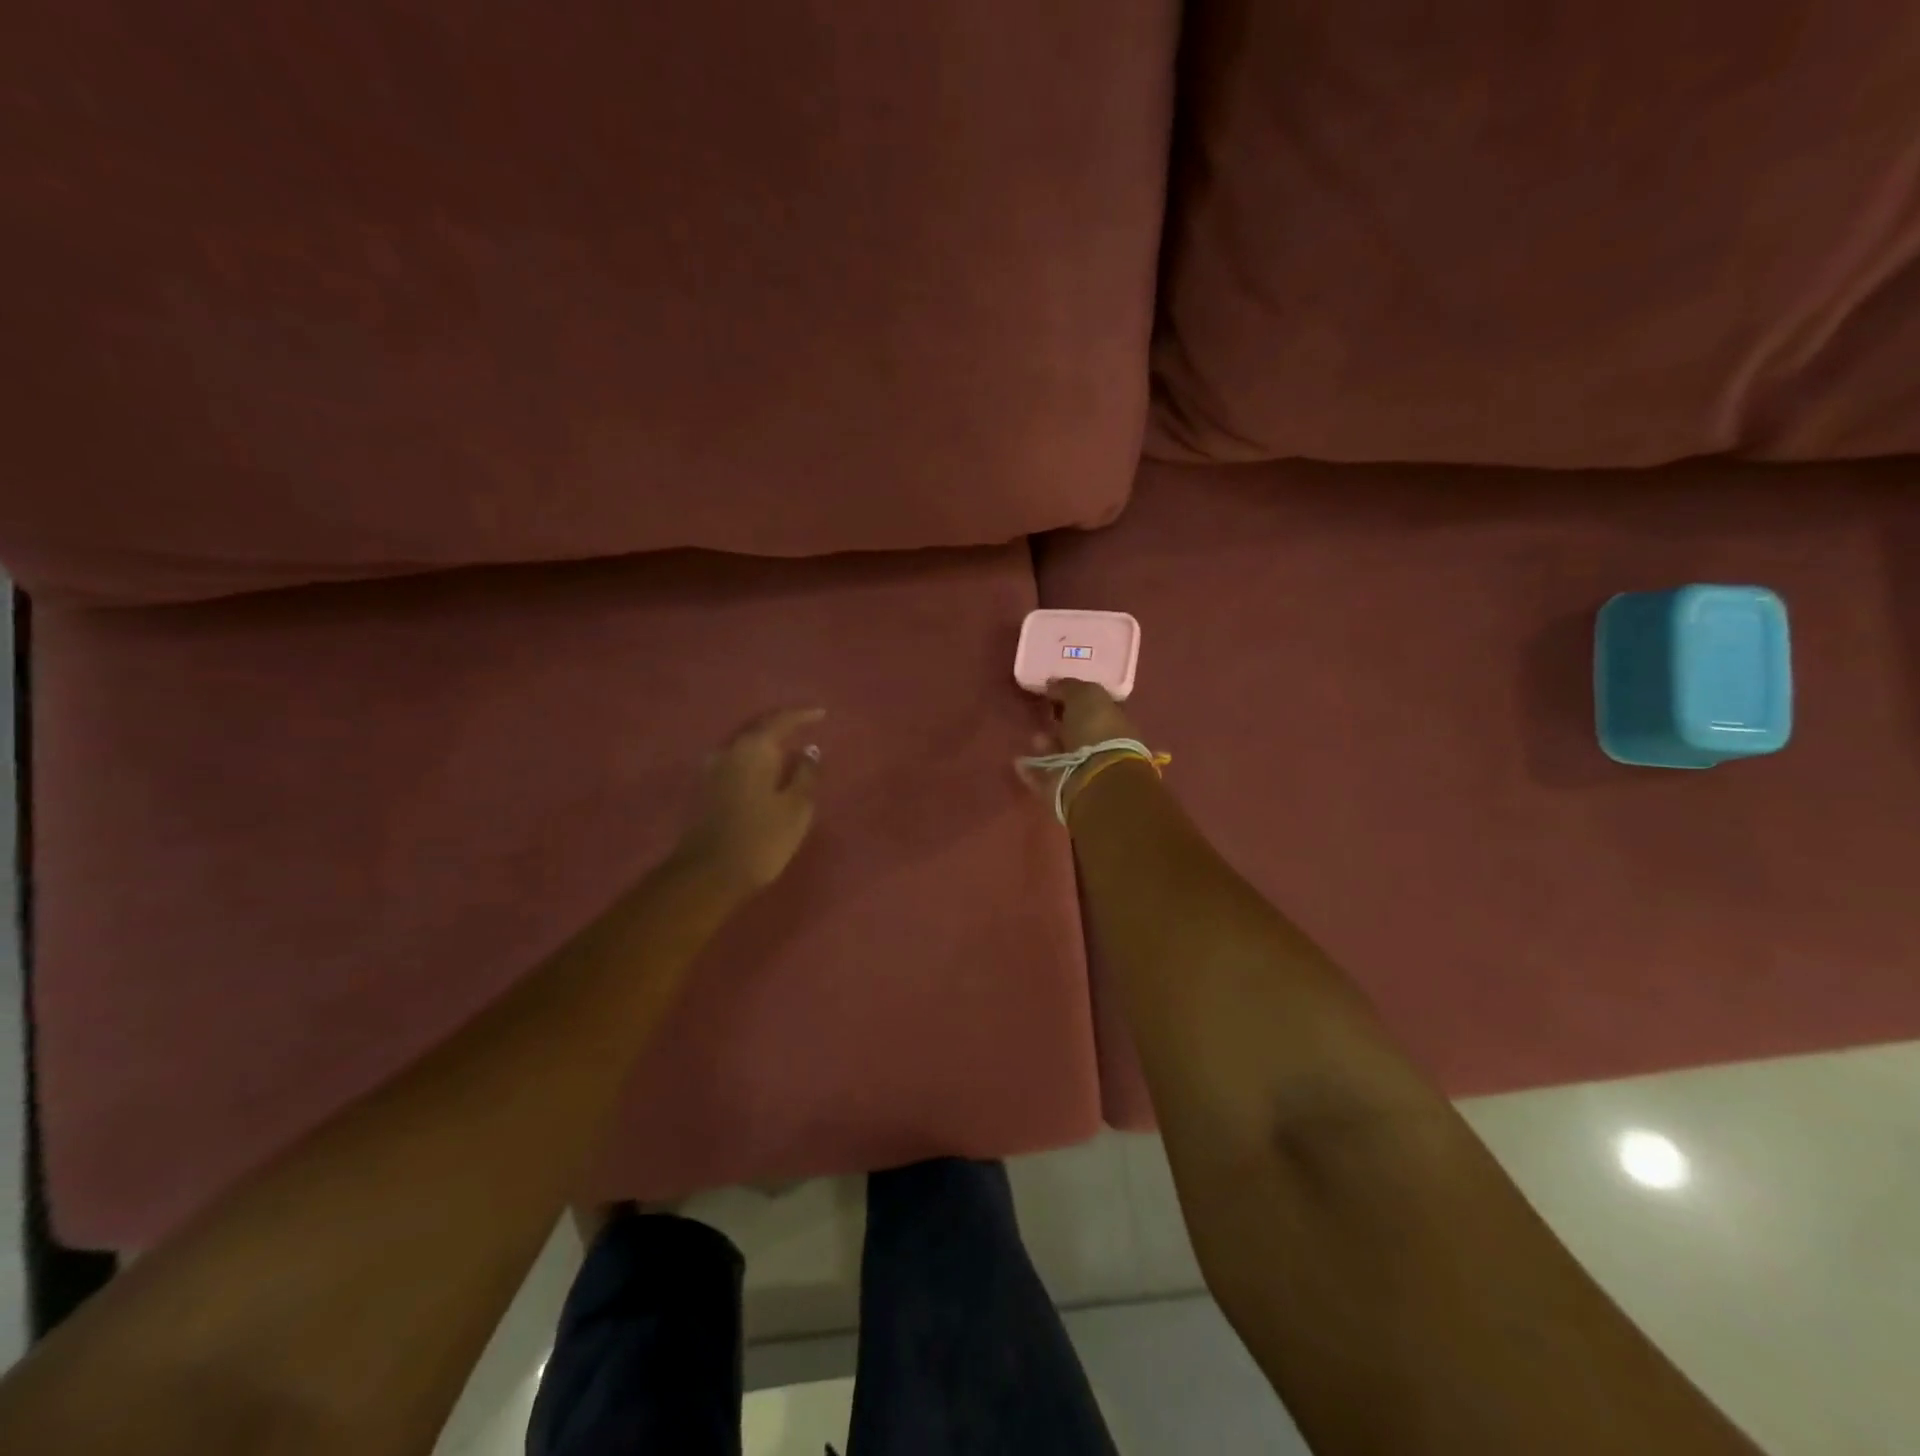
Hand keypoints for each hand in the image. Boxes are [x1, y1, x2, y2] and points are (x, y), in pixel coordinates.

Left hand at [676, 707, 824, 894]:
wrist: (708, 875)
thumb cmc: (761, 838)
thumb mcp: (796, 807)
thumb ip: (805, 774)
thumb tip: (809, 751)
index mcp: (753, 748)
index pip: (781, 720)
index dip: (803, 715)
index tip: (822, 714)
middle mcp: (728, 750)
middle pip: (758, 729)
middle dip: (782, 726)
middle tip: (805, 727)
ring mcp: (711, 768)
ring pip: (744, 745)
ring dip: (765, 744)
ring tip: (787, 749)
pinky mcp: (704, 788)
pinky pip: (735, 762)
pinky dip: (753, 760)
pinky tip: (765, 770)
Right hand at [1017, 680, 1148, 819]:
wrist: (1094, 781)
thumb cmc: (1097, 731)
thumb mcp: (1086, 696)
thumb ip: (1069, 687)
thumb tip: (1053, 684)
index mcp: (1114, 724)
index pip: (1095, 709)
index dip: (1076, 700)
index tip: (1054, 693)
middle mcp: (1103, 749)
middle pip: (1079, 734)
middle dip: (1061, 724)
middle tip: (1042, 713)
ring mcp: (1083, 773)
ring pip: (1062, 756)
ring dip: (1047, 746)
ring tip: (1033, 737)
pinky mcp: (1063, 792)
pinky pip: (1043, 778)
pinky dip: (1031, 770)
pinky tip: (1018, 762)